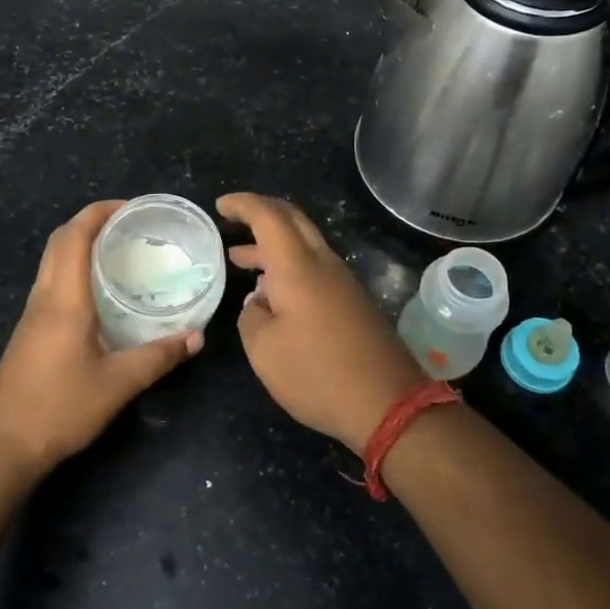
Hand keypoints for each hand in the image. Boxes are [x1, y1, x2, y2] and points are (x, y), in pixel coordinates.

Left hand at [0, 200, 202, 472]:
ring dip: (80, 243)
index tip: (131, 208)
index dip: (100, 212)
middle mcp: (44, 297)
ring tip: (119, 250)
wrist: (5, 445)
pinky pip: (51, 280)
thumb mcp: (118, 384)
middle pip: (59, 240)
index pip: (75, 236)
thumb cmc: (60, 409)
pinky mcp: (29, 330)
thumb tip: (197, 336)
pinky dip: (73, 267)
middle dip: (91, 221)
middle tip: (130, 225)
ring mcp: (32, 313)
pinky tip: (99, 290)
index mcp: (64, 300)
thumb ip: (159, 357)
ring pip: (52, 260)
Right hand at [218, 193, 424, 455]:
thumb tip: (258, 302)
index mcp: (298, 266)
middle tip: (233, 219)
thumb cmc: (318, 374)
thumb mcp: (264, 350)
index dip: (242, 204)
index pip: (268, 216)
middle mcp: (323, 263)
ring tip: (240, 258)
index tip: (220, 206)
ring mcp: (342, 282)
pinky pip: (314, 267)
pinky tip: (271, 292)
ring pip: (304, 245)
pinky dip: (287, 266)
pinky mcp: (352, 302)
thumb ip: (251, 317)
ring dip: (272, 245)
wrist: (388, 403)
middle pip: (292, 220)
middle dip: (260, 213)